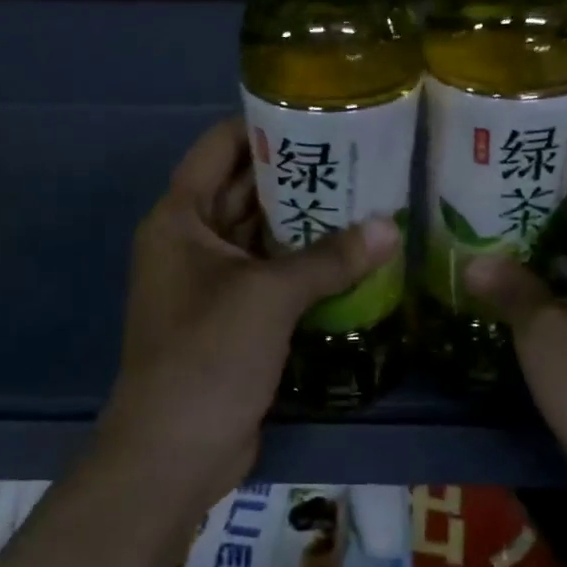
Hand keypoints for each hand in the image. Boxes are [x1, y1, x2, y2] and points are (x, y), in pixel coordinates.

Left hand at [101, 117, 400, 509]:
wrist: (175, 452)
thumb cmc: (208, 355)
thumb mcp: (269, 296)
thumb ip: (330, 257)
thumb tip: (391, 227)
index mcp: (180, 218)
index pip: (219, 148)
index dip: (263, 126)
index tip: (318, 114)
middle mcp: (191, 241)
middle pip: (245, 190)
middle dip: (297, 174)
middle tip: (360, 156)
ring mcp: (212, 282)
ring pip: (263, 235)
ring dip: (306, 221)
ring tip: (366, 197)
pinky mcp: (234, 318)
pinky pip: (272, 275)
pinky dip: (305, 264)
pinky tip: (353, 254)